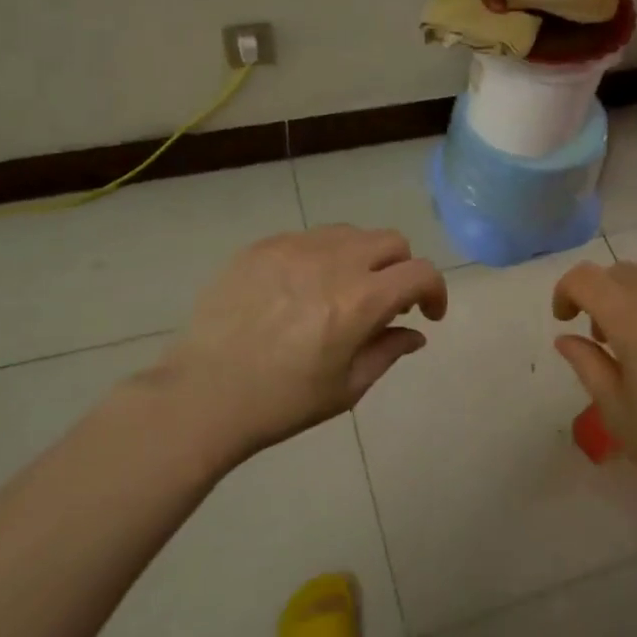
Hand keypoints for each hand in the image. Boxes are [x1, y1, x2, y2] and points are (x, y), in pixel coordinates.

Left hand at [152, 226, 446, 468]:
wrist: (201, 396)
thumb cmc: (281, 402)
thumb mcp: (346, 388)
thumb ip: (388, 351)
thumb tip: (415, 333)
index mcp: (360, 301)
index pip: (420, 272)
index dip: (436, 291)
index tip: (427, 314)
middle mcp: (333, 262)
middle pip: (391, 241)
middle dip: (401, 269)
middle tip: (387, 302)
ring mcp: (294, 248)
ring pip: (350, 233)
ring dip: (363, 258)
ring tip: (343, 291)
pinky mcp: (262, 247)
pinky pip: (308, 238)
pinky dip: (322, 257)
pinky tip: (301, 290)